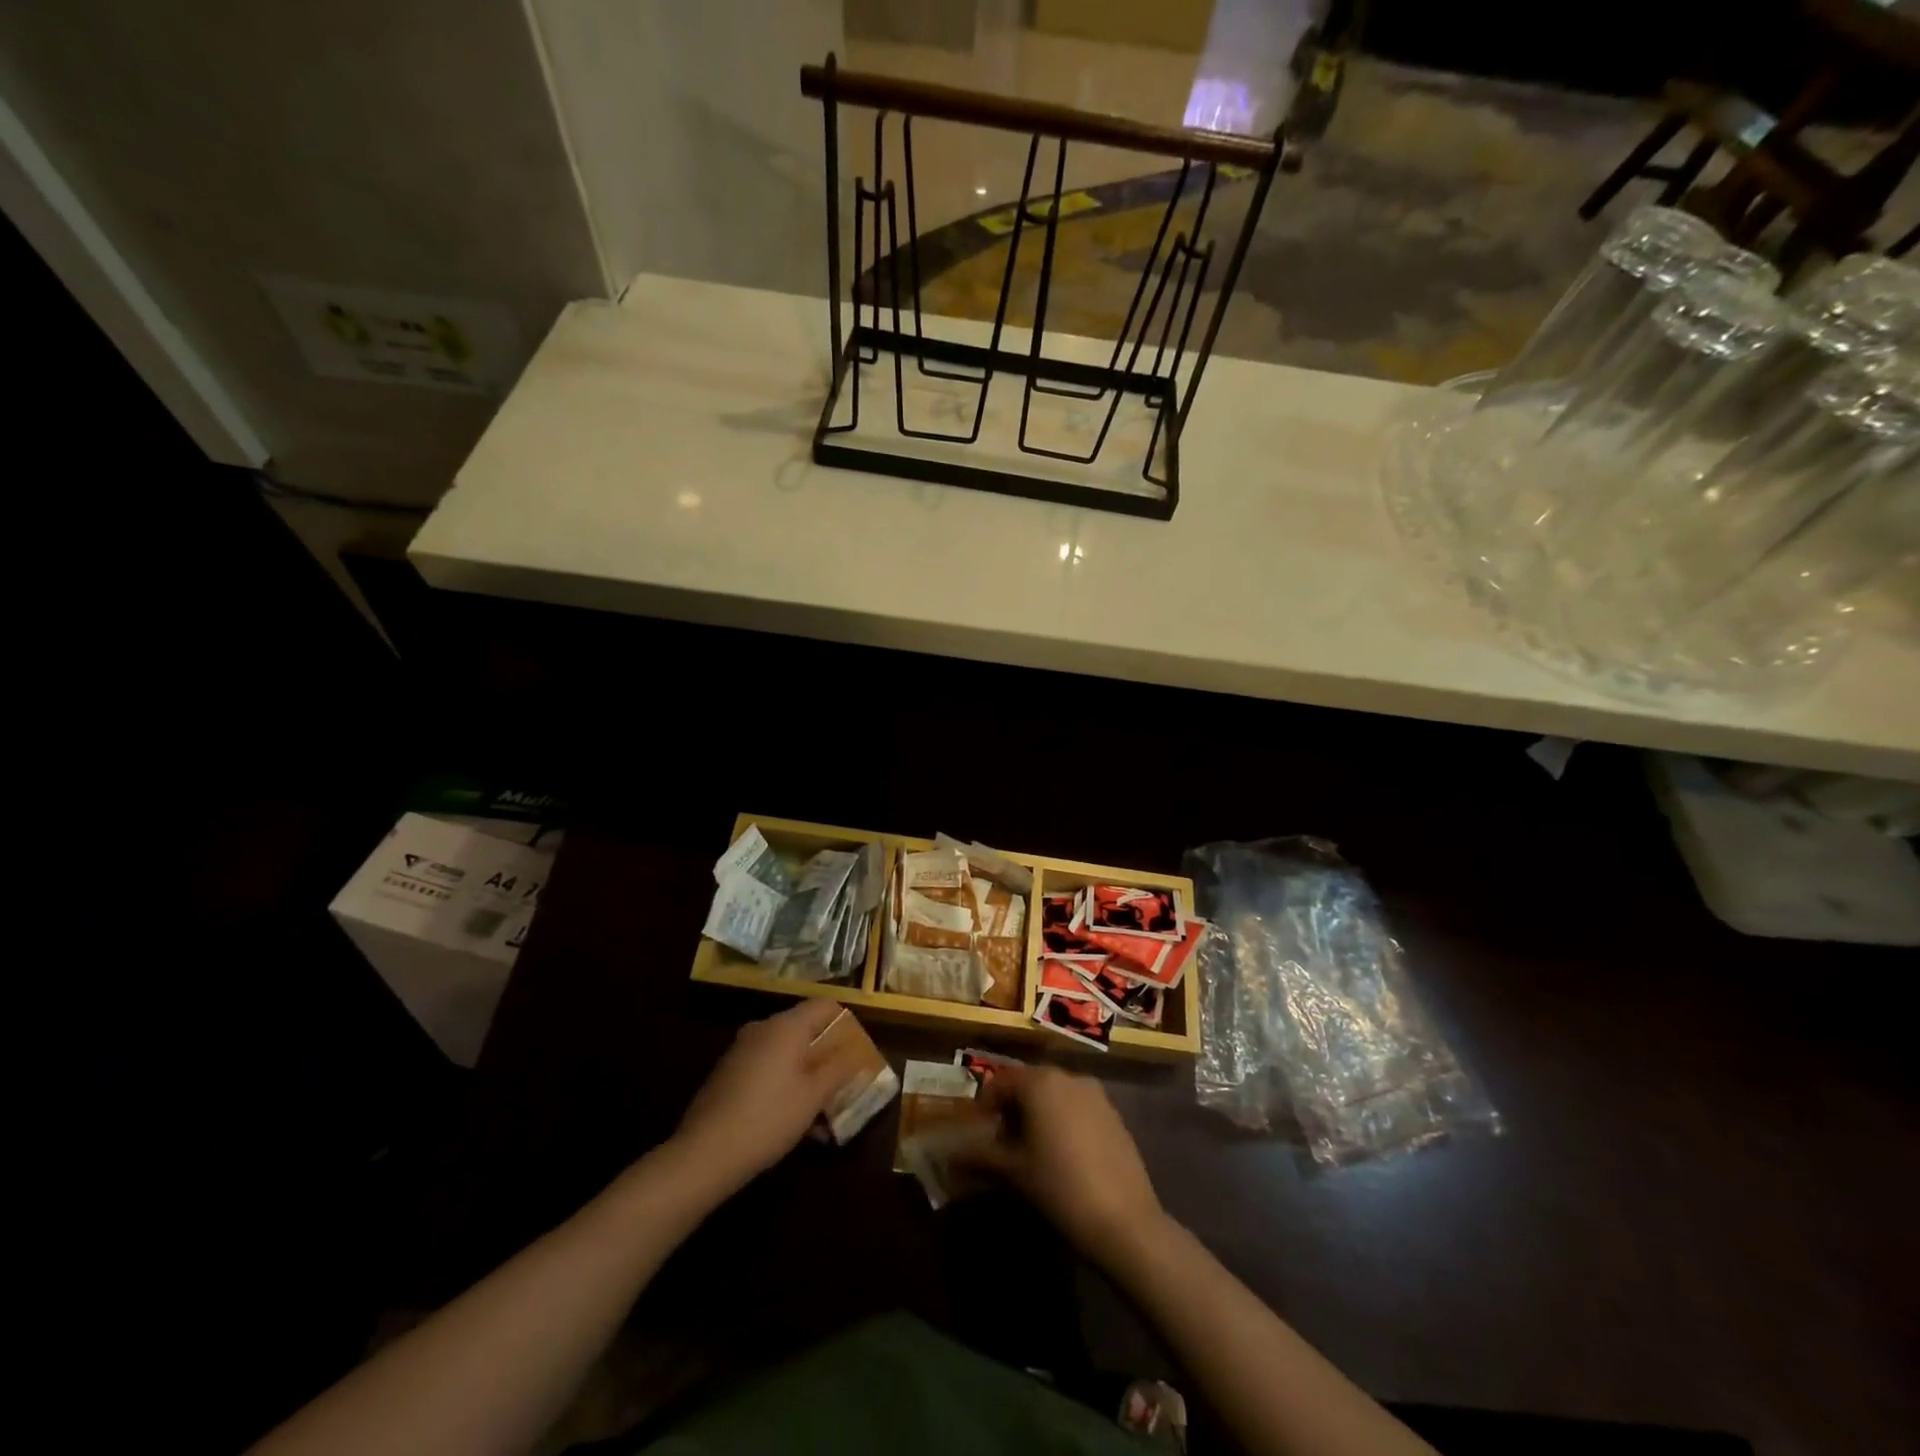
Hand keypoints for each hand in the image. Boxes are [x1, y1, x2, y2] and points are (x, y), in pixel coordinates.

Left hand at [671, 999, 848, 1195]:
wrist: (704, 1153)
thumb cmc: (769, 1118)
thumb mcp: (813, 1096)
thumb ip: (839, 1069)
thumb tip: (858, 1053)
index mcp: (786, 1026)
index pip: (825, 1006)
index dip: (846, 1023)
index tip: (857, 1052)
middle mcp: (762, 1028)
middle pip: (805, 1028)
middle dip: (826, 1054)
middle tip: (843, 1083)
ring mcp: (741, 1049)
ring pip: (785, 1051)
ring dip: (806, 1073)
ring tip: (820, 1110)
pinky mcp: (727, 1072)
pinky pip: (766, 1066)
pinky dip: (784, 1082)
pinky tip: (790, 1117)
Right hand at [968, 1065, 1165, 1267]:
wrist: (1125, 1220)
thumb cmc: (1059, 1187)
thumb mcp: (1013, 1171)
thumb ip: (979, 1154)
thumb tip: (950, 1153)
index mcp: (1040, 1082)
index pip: (1001, 1081)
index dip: (985, 1104)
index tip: (979, 1132)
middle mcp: (1068, 1077)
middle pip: (1029, 1084)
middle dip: (1012, 1108)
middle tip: (1001, 1143)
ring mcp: (1096, 1094)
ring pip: (1055, 1094)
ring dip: (1038, 1114)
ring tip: (1030, 1151)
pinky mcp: (1114, 1114)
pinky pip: (1078, 1107)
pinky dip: (1063, 1120)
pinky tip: (1062, 1155)